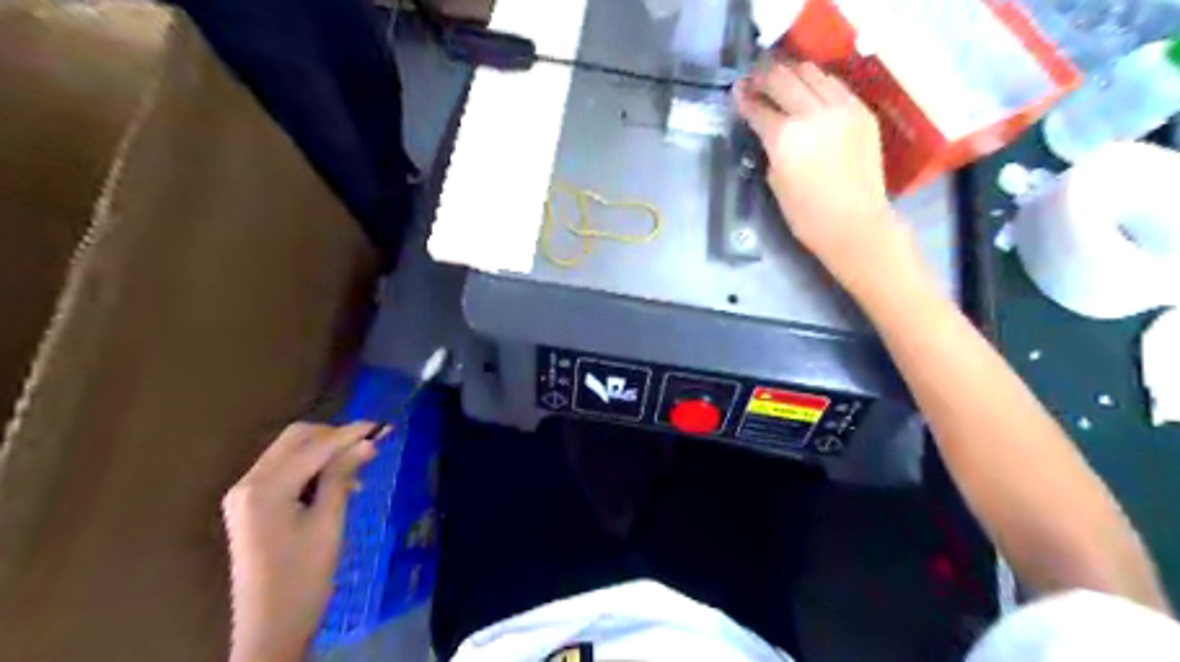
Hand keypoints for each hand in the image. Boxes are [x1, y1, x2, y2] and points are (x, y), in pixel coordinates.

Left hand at [223, 423, 380, 661]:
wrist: (270, 628)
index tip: (383, 426)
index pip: (314, 447)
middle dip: (334, 437)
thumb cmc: (303, 577)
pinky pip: (285, 471)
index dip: (350, 434)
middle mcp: (248, 483)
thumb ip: (343, 476)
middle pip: (295, 440)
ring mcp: (245, 495)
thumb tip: (368, 442)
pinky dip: (312, 469)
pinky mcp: (251, 506)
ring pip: (290, 453)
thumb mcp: (328, 523)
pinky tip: (337, 483)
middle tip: (370, 445)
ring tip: (359, 468)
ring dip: (324, 452)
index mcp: (264, 488)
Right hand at [735, 61, 905, 283]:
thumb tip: (768, 129)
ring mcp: (842, 108)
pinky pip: (835, 84)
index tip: (737, 92)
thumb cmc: (807, 215)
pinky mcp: (862, 110)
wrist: (855, 223)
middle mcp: (813, 113)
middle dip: (764, 77)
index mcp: (786, 137)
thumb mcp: (775, 181)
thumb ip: (770, 148)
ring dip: (792, 72)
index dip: (744, 98)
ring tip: (782, 77)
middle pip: (783, 79)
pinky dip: (817, 82)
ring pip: (812, 72)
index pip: (759, 108)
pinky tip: (810, 89)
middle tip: (754, 79)